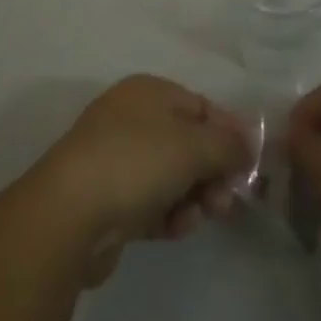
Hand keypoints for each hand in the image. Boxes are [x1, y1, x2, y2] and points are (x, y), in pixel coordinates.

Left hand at [33, 75, 251, 283]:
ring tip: (200, 217)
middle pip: (187, 143)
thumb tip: (249, 144)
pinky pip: (150, 203)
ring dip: (193, 196)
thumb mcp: (194, 146)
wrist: (69, 215)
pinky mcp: (107, 201)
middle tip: (227, 201)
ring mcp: (116, 160)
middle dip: (212, 171)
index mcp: (149, 92)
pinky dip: (168, 214)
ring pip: (170, 176)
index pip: (201, 106)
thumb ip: (228, 144)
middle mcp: (131, 119)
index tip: (251, 163)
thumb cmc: (137, 162)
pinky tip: (176, 228)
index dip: (229, 132)